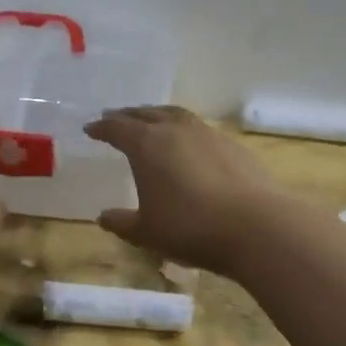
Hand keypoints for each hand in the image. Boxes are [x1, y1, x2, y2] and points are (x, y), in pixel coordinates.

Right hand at [85, 106, 285, 274]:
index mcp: (147, 144)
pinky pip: (201, 130)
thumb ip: (122, 223)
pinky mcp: (233, 145)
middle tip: (116, 118)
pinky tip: (189, 147)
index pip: (117, 128)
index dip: (101, 128)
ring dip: (159, 116)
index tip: (90, 129)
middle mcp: (175, 130)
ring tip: (152, 123)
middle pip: (146, 114)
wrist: (255, 226)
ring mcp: (208, 134)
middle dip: (128, 115)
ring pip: (177, 116)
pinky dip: (186, 132)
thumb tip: (103, 218)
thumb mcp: (147, 232)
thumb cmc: (189, 228)